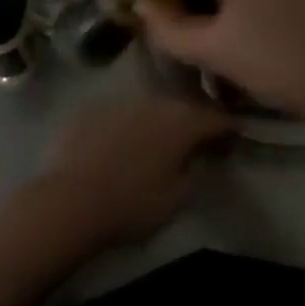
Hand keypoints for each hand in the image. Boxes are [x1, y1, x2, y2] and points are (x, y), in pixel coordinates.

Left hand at [32, 93, 232, 245]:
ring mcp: (119, 101)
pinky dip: (125, 126)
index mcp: (181, 121)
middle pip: (182, 106)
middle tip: (196, 140)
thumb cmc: (132, 204)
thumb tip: (200, 156)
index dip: (229, 127)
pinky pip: (118, 115)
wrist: (70, 201)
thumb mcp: (177, 198)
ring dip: (157, 121)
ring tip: (156, 143)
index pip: (216, 117)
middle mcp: (153, 101)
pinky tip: (119, 146)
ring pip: (148, 107)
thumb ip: (196, 171)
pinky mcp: (90, 109)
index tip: (235, 138)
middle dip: (192, 120)